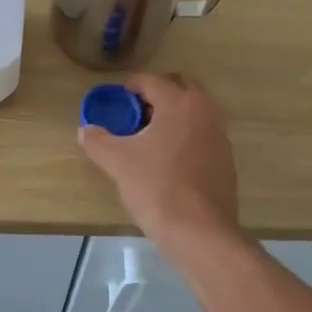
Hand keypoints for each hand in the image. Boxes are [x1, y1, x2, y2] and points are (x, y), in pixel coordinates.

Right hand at [78, 72, 240, 243]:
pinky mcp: (226, 158)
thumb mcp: (117, 162)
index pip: (151, 80)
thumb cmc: (157, 188)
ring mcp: (220, 134)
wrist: (200, 232)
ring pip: (195, 108)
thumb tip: (85, 129)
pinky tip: (168, 158)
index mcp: (179, 103)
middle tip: (134, 111)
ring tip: (149, 135)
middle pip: (180, 85)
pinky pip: (203, 131)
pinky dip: (186, 133)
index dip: (129, 86)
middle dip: (157, 92)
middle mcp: (205, 110)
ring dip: (173, 112)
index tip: (115, 100)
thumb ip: (97, 140)